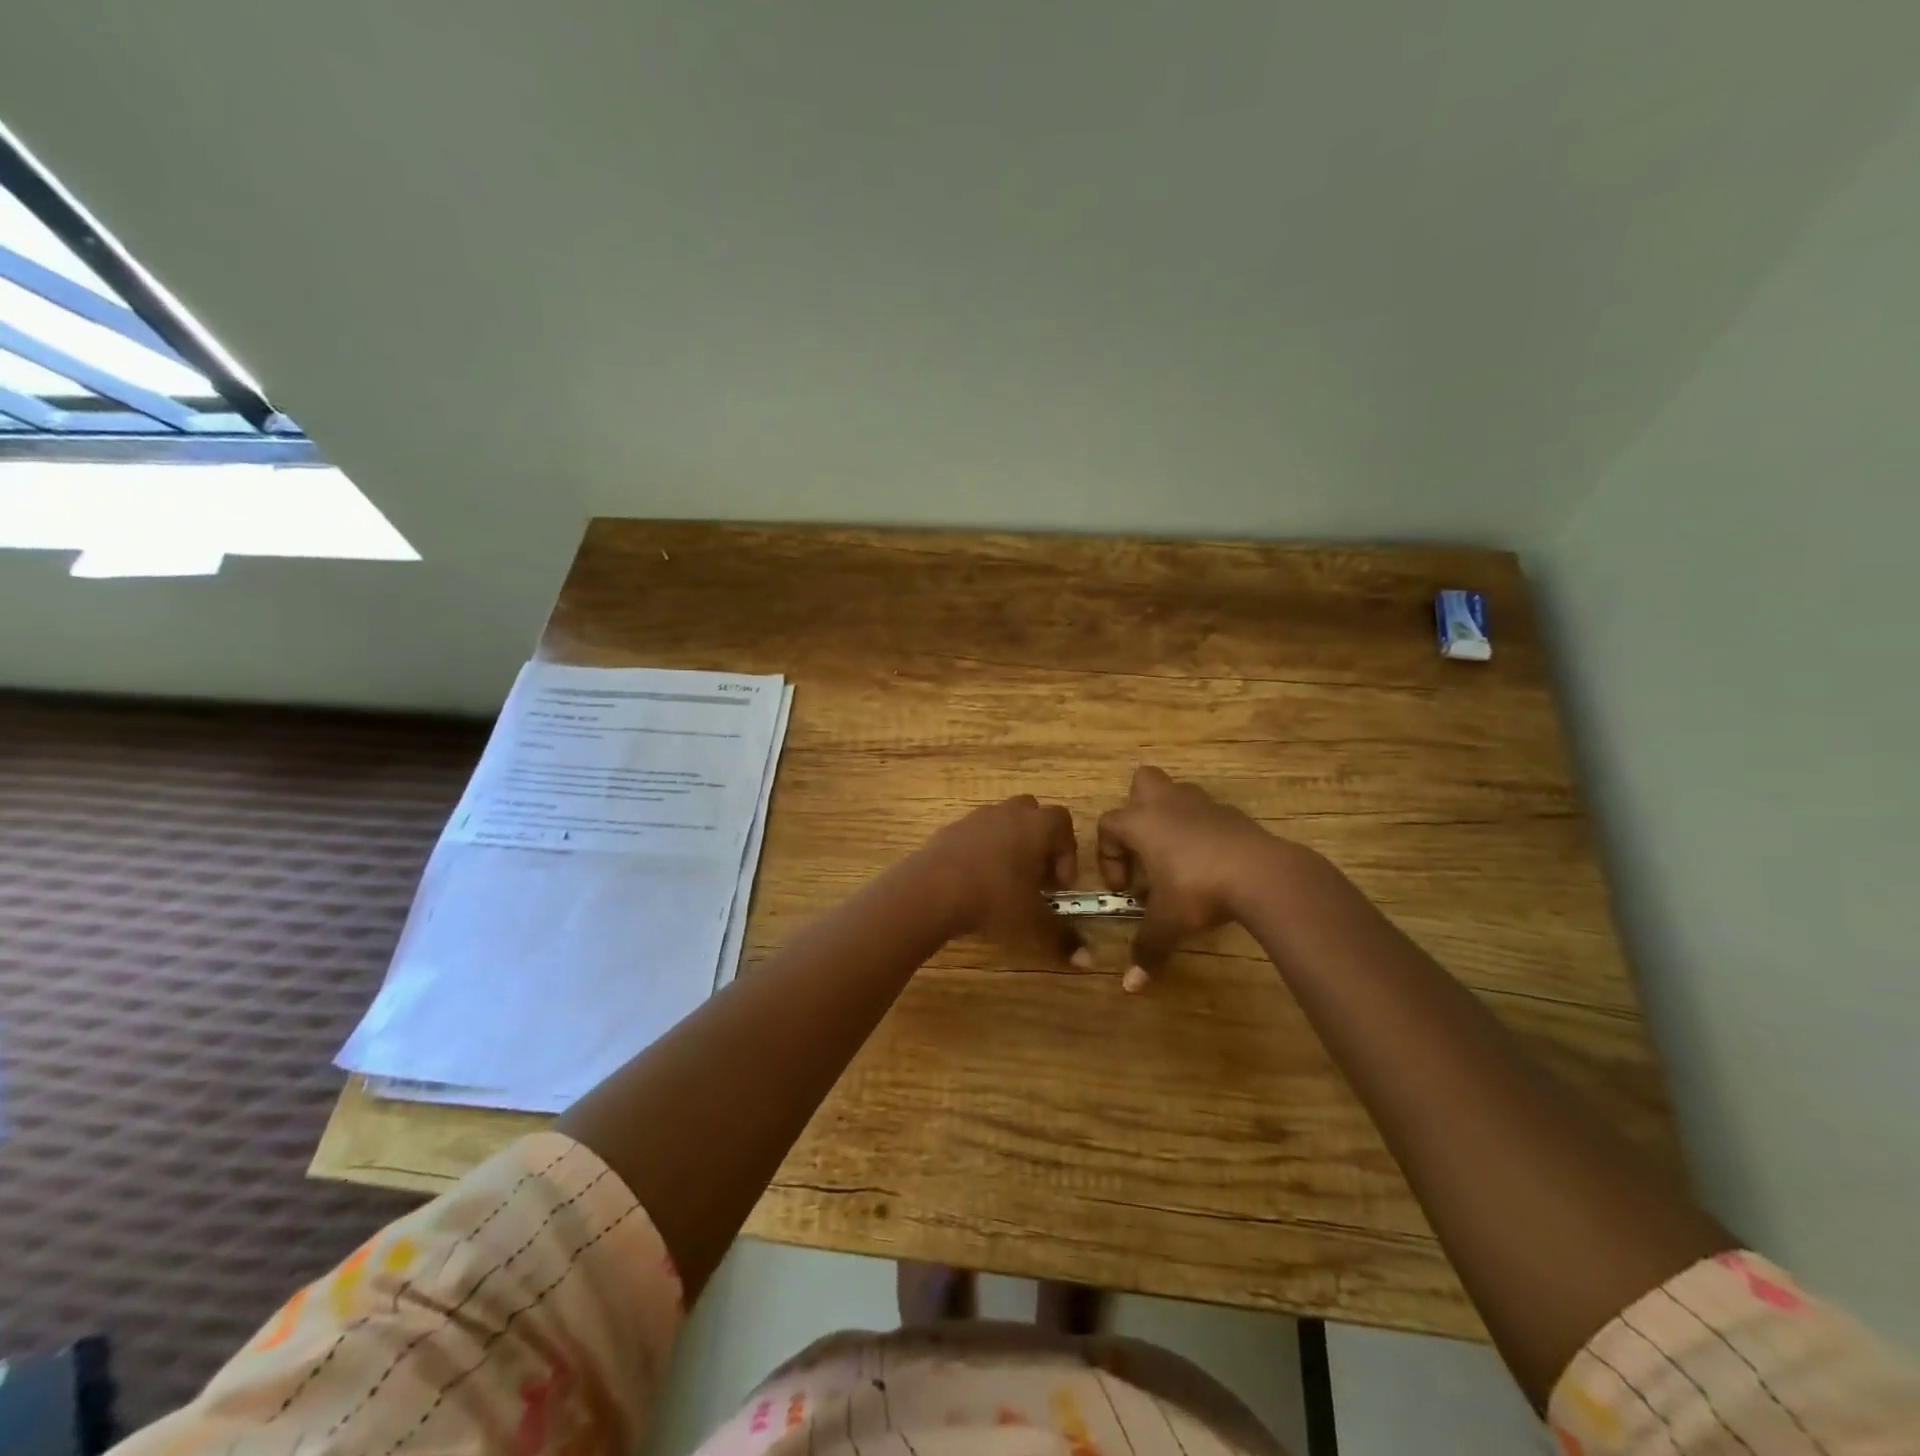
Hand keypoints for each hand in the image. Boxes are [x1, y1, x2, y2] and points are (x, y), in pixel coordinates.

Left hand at [917, 795, 1081, 959]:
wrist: (932, 889)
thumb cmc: (993, 899)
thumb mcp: (1032, 923)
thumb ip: (1061, 939)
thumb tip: (1089, 962)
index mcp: (1036, 826)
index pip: (1063, 823)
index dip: (1067, 852)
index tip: (1058, 885)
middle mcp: (1008, 813)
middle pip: (1033, 814)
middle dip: (1039, 842)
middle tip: (1035, 877)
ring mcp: (976, 818)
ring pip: (1002, 822)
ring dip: (1009, 845)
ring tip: (1004, 881)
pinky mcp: (950, 829)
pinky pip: (975, 834)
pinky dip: (981, 851)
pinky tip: (974, 881)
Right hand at [1096, 766, 1285, 988]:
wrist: (1262, 873)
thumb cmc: (1199, 890)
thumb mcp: (1169, 923)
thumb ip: (1147, 948)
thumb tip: (1129, 986)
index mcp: (1141, 822)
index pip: (1108, 825)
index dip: (1108, 856)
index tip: (1125, 889)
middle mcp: (1168, 804)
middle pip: (1142, 781)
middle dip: (1137, 808)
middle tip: (1144, 848)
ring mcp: (1204, 804)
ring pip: (1177, 793)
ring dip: (1172, 818)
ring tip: (1178, 858)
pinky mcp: (1234, 814)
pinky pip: (1208, 813)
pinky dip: (1203, 832)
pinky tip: (1211, 864)